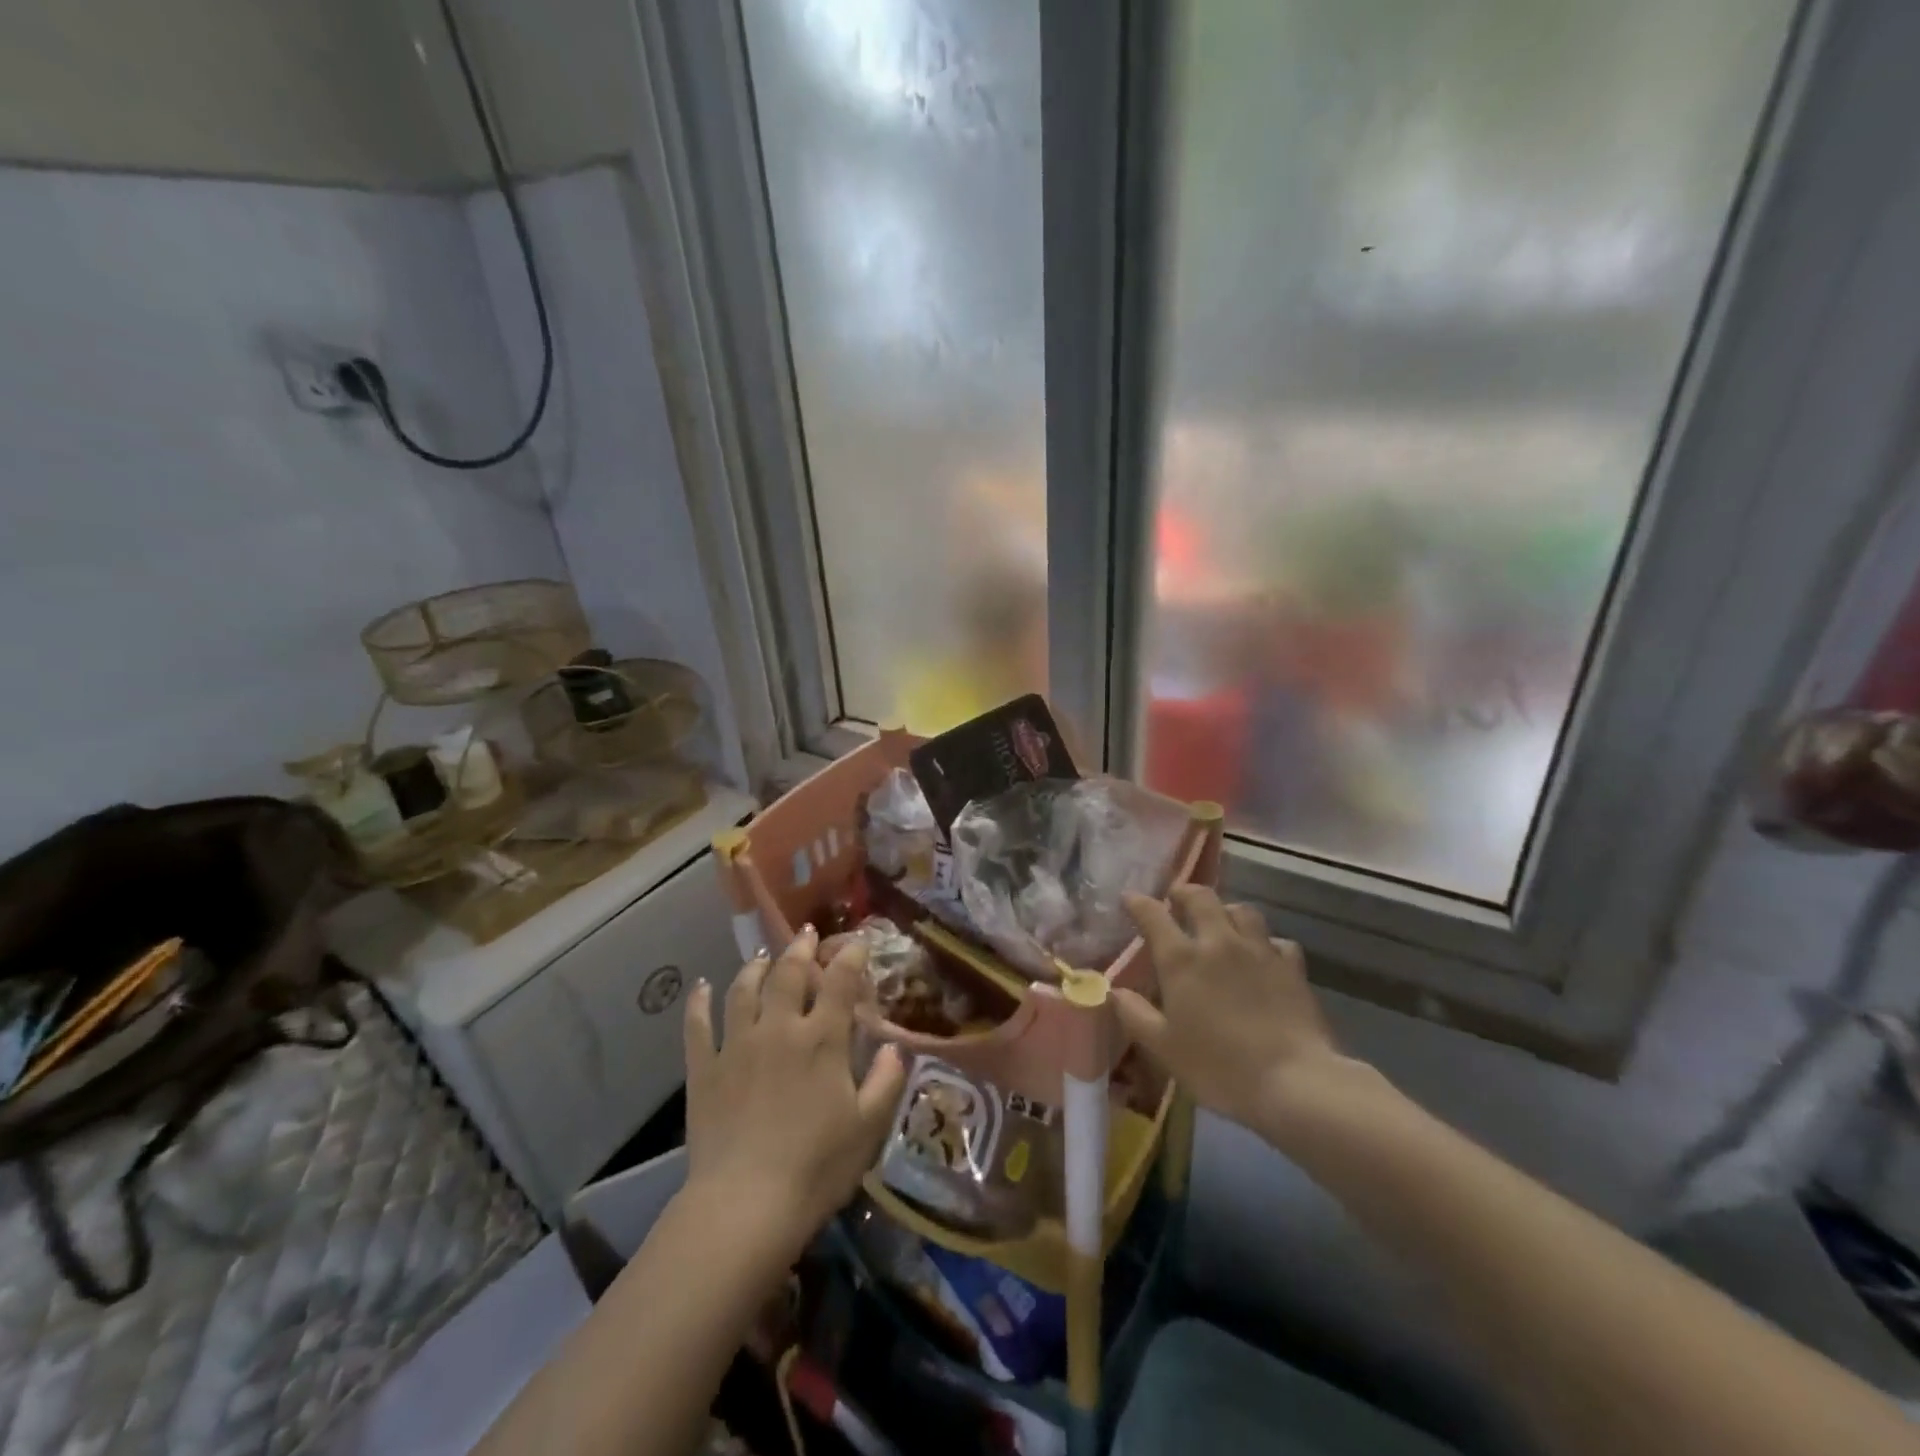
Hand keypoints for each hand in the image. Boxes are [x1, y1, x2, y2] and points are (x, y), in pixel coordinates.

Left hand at [682, 927, 906, 1259]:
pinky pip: (698, 1026)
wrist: (745, 1205)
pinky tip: (701, 986)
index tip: (857, 943)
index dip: (851, 957)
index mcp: (822, 1040)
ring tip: (762, 956)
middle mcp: (779, 1029)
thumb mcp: (868, 1128)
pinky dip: (699, 1003)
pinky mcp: (704, 1069)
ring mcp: (737, 1045)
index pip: (840, 982)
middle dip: (800, 950)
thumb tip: (894, 1047)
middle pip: (788, 975)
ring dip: (755, 968)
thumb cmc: (816, 1167)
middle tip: (806, 934)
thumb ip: (885, 1081)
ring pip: (743, 990)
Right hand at [1114, 885, 1343, 1135]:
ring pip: (1242, 910)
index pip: (1153, 915)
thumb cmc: (1219, 1067)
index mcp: (1181, 959)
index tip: (1129, 899)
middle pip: (1201, 897)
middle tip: (1176, 900)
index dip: (1138, 902)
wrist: (1294, 1082)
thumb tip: (1114, 991)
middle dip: (1184, 893)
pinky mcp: (1292, 967)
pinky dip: (1265, 942)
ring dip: (1226, 910)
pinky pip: (1276, 940)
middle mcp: (1219, 942)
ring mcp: (1259, 951)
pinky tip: (1262, 956)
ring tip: (1220, 922)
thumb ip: (1135, 1014)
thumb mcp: (1164, 1048)